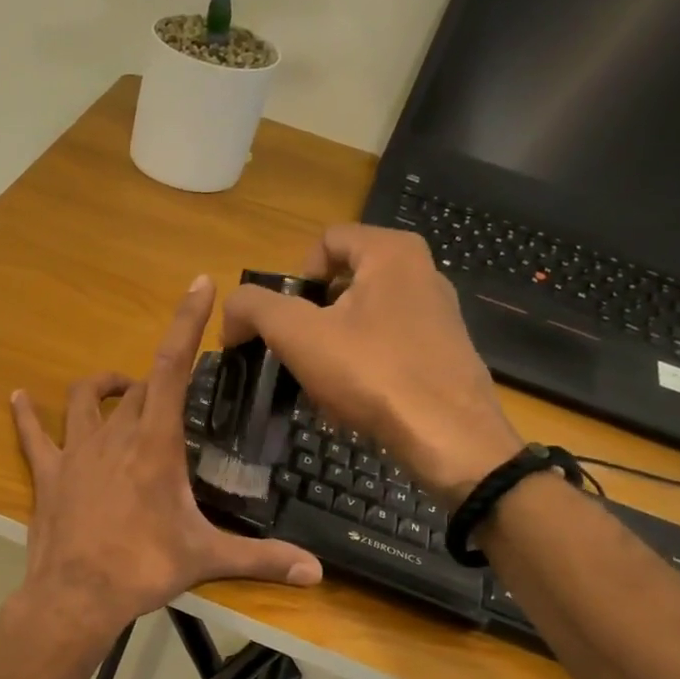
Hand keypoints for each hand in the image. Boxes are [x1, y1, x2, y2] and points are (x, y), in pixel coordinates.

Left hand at [9, 276, 322, 647]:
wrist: (76, 597)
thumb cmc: (143, 569)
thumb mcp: (206, 558)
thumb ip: (263, 558)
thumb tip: (317, 572)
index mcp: (155, 444)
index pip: (174, 367)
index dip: (186, 322)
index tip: (199, 283)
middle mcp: (115, 435)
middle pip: (139, 386)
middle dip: (160, 379)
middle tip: (179, 388)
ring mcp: (76, 451)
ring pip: (86, 399)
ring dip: (104, 387)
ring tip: (120, 389)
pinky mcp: (48, 473)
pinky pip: (33, 435)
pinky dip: (27, 415)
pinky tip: (19, 398)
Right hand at [222, 225, 523, 497]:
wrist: (448, 437)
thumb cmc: (371, 373)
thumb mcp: (297, 335)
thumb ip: (254, 308)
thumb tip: (232, 312)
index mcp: (391, 252)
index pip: (325, 241)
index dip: (292, 278)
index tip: (283, 322)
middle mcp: (422, 272)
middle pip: (343, 281)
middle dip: (311, 317)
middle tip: (297, 355)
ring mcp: (438, 314)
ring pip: (364, 317)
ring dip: (333, 345)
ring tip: (322, 384)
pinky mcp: (445, 352)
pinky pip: (388, 346)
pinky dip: (363, 365)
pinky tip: (355, 399)